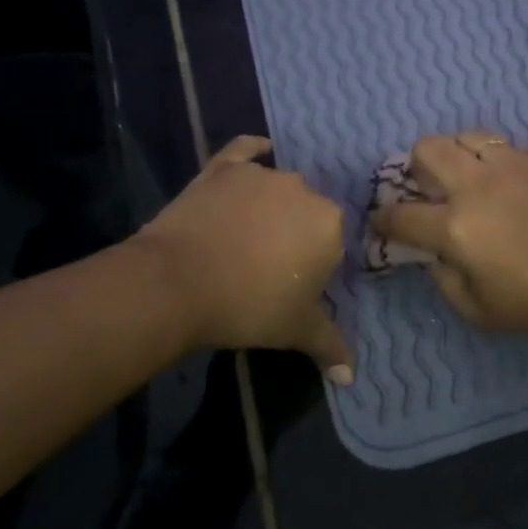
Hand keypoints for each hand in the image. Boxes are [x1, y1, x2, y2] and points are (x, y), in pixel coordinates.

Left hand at [134, 135, 352, 382]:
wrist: (176, 283)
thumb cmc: (248, 305)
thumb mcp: (295, 330)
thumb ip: (330, 346)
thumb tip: (351, 377)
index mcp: (330, 223)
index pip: (332, 242)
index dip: (313, 265)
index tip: (292, 286)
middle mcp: (304, 190)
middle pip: (307, 212)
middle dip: (295, 235)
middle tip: (268, 267)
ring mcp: (262, 174)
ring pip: (279, 188)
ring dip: (272, 206)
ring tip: (246, 236)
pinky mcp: (224, 167)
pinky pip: (245, 151)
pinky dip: (254, 151)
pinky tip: (260, 151)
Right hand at [372, 131, 527, 344]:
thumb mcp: (478, 311)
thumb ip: (444, 279)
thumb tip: (435, 253)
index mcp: (456, 226)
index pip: (401, 215)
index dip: (383, 219)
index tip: (381, 222)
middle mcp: (478, 185)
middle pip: (428, 148)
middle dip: (417, 164)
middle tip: (428, 185)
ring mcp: (515, 165)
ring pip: (471, 136)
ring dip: (461, 154)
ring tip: (472, 176)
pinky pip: (514, 150)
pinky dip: (506, 165)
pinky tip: (519, 187)